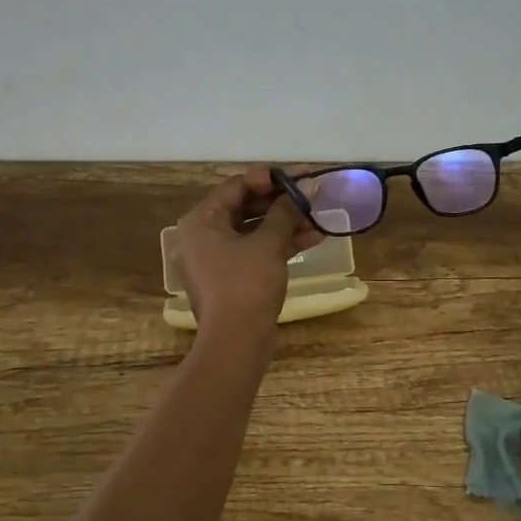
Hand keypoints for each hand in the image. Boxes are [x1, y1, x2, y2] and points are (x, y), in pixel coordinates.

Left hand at [174, 166, 322, 332]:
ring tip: (319, 216)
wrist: (236, 343)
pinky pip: (256, 251)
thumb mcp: (268, 243)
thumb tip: (308, 185)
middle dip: (282, 202)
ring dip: (286, 223)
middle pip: (245, 207)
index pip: (236, 186)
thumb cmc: (246, 284)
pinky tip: (313, 238)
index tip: (299, 176)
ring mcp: (217, 259)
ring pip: (254, 231)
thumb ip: (287, 211)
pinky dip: (280, 244)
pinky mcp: (232, 278)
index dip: (270, 179)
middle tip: (312, 195)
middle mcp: (203, 236)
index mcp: (201, 221)